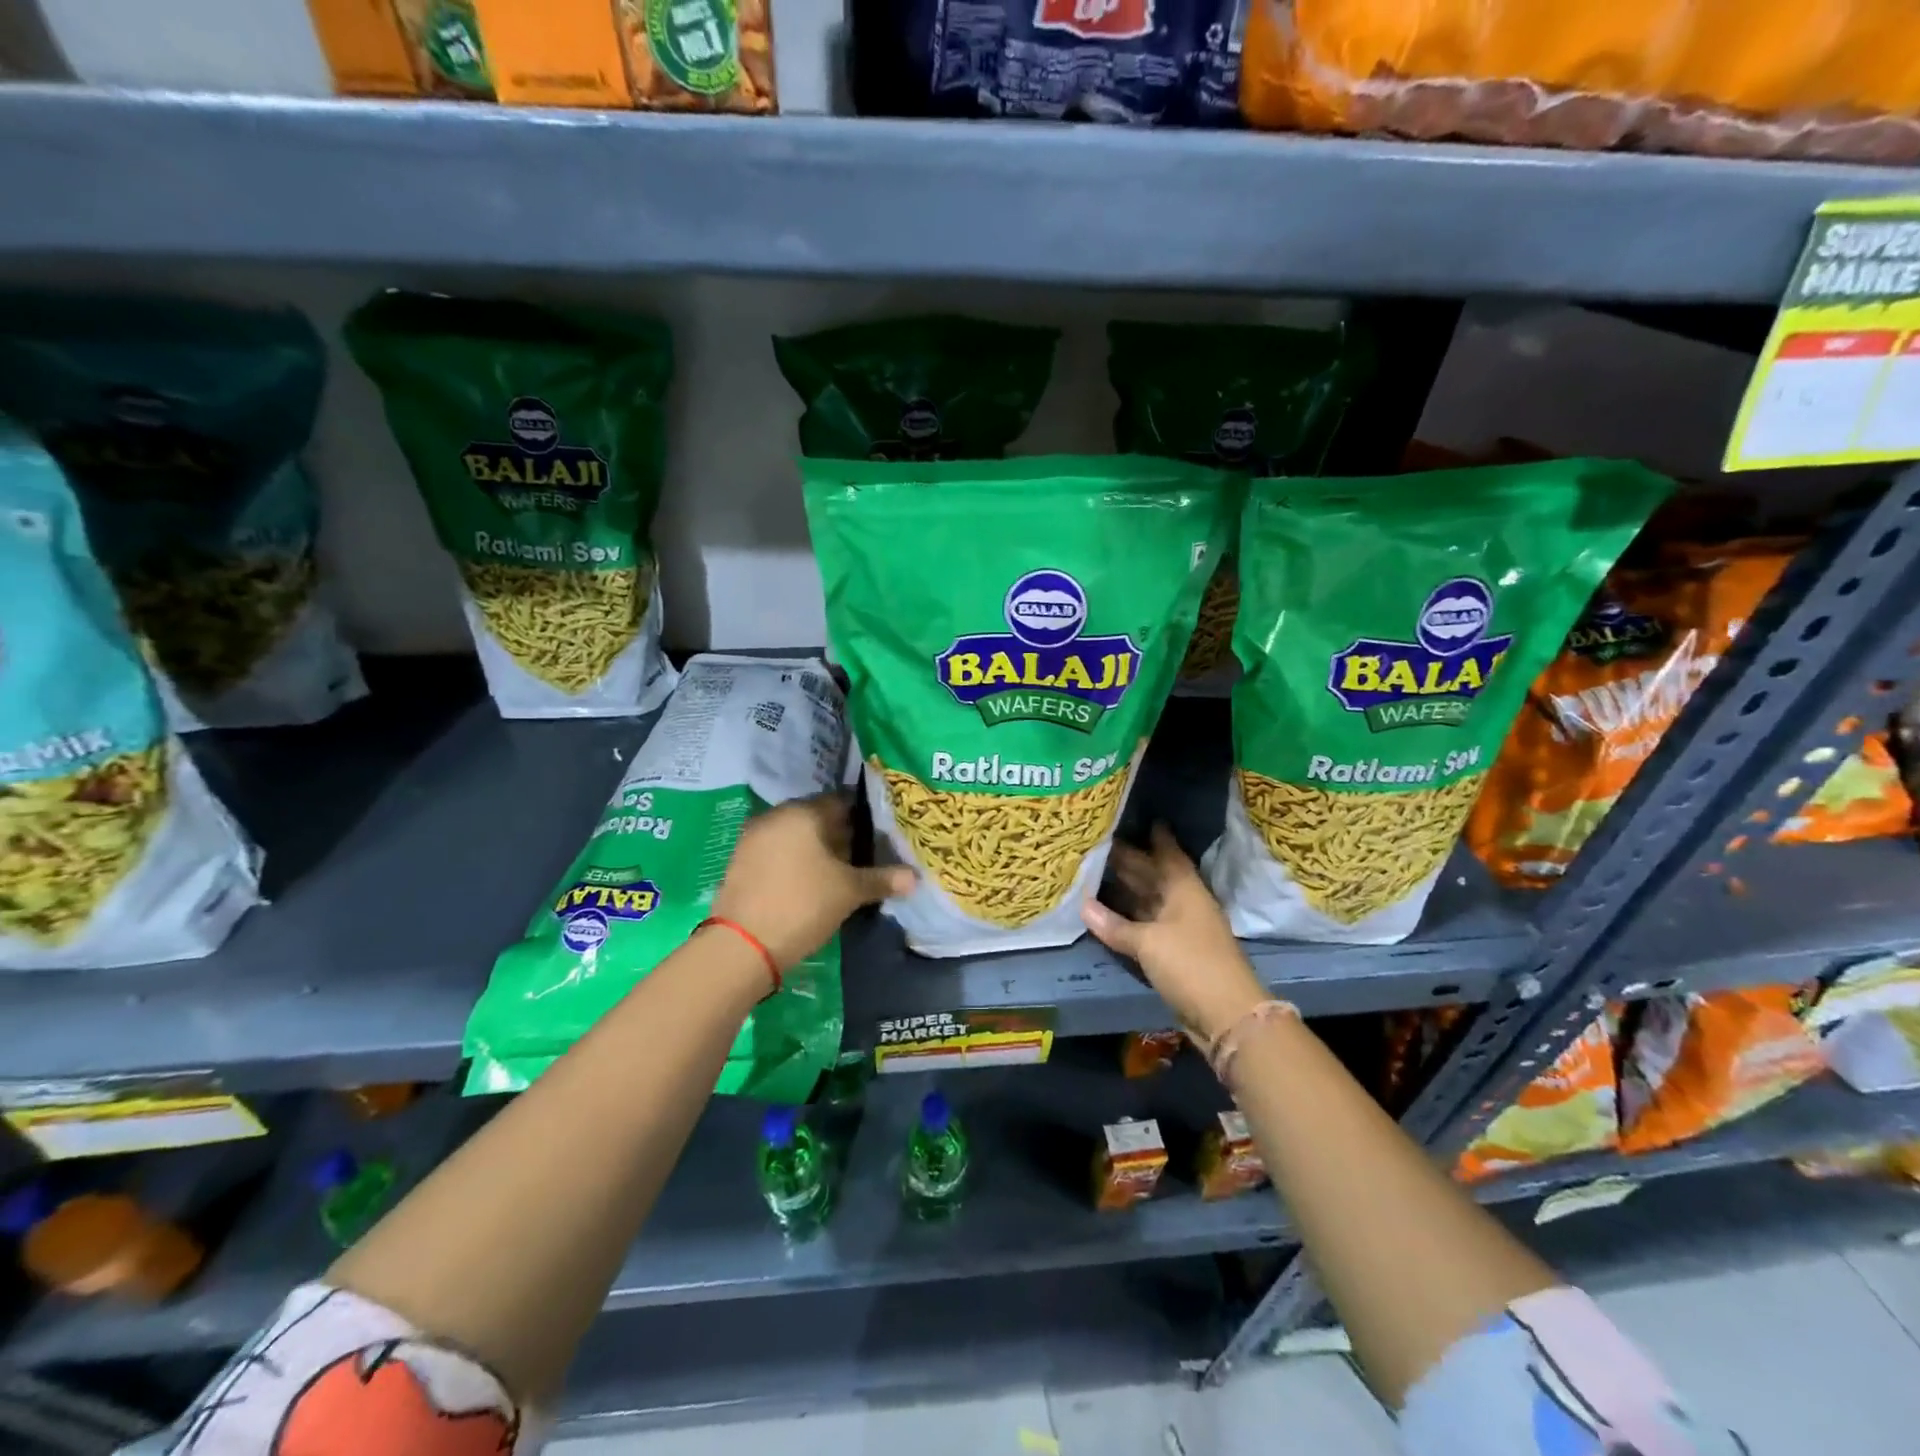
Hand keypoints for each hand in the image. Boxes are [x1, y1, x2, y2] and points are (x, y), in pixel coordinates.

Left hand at [712, 793, 915, 970]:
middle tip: (866, 855)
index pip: (842, 802)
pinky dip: (796, 862)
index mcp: (803, 812)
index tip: (881, 834)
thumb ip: (882, 879)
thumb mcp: (849, 892)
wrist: (742, 946)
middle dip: (842, 835)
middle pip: (818, 818)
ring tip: (842, 873)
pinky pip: (778, 852)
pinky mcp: (741, 862)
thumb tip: (915, 878)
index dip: (865, 817)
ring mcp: (754, 839)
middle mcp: (776, 816)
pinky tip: (812, 883)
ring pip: (797, 836)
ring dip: (818, 850)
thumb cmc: (803, 905)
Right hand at [1082, 824, 1268, 1041]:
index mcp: (1184, 890)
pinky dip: (1127, 919)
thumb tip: (1083, 907)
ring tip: (1094, 873)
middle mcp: (1183, 904)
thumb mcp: (1148, 942)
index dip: (1155, 836)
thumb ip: (1115, 925)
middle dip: (1130, 861)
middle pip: (1154, 876)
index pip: (1168, 854)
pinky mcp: (1174, 954)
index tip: (1139, 817)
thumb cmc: (1190, 965)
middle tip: (1099, 844)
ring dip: (1126, 891)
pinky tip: (1105, 915)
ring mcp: (1180, 930)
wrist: (1226, 1016)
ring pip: (1148, 902)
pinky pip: (1146, 926)